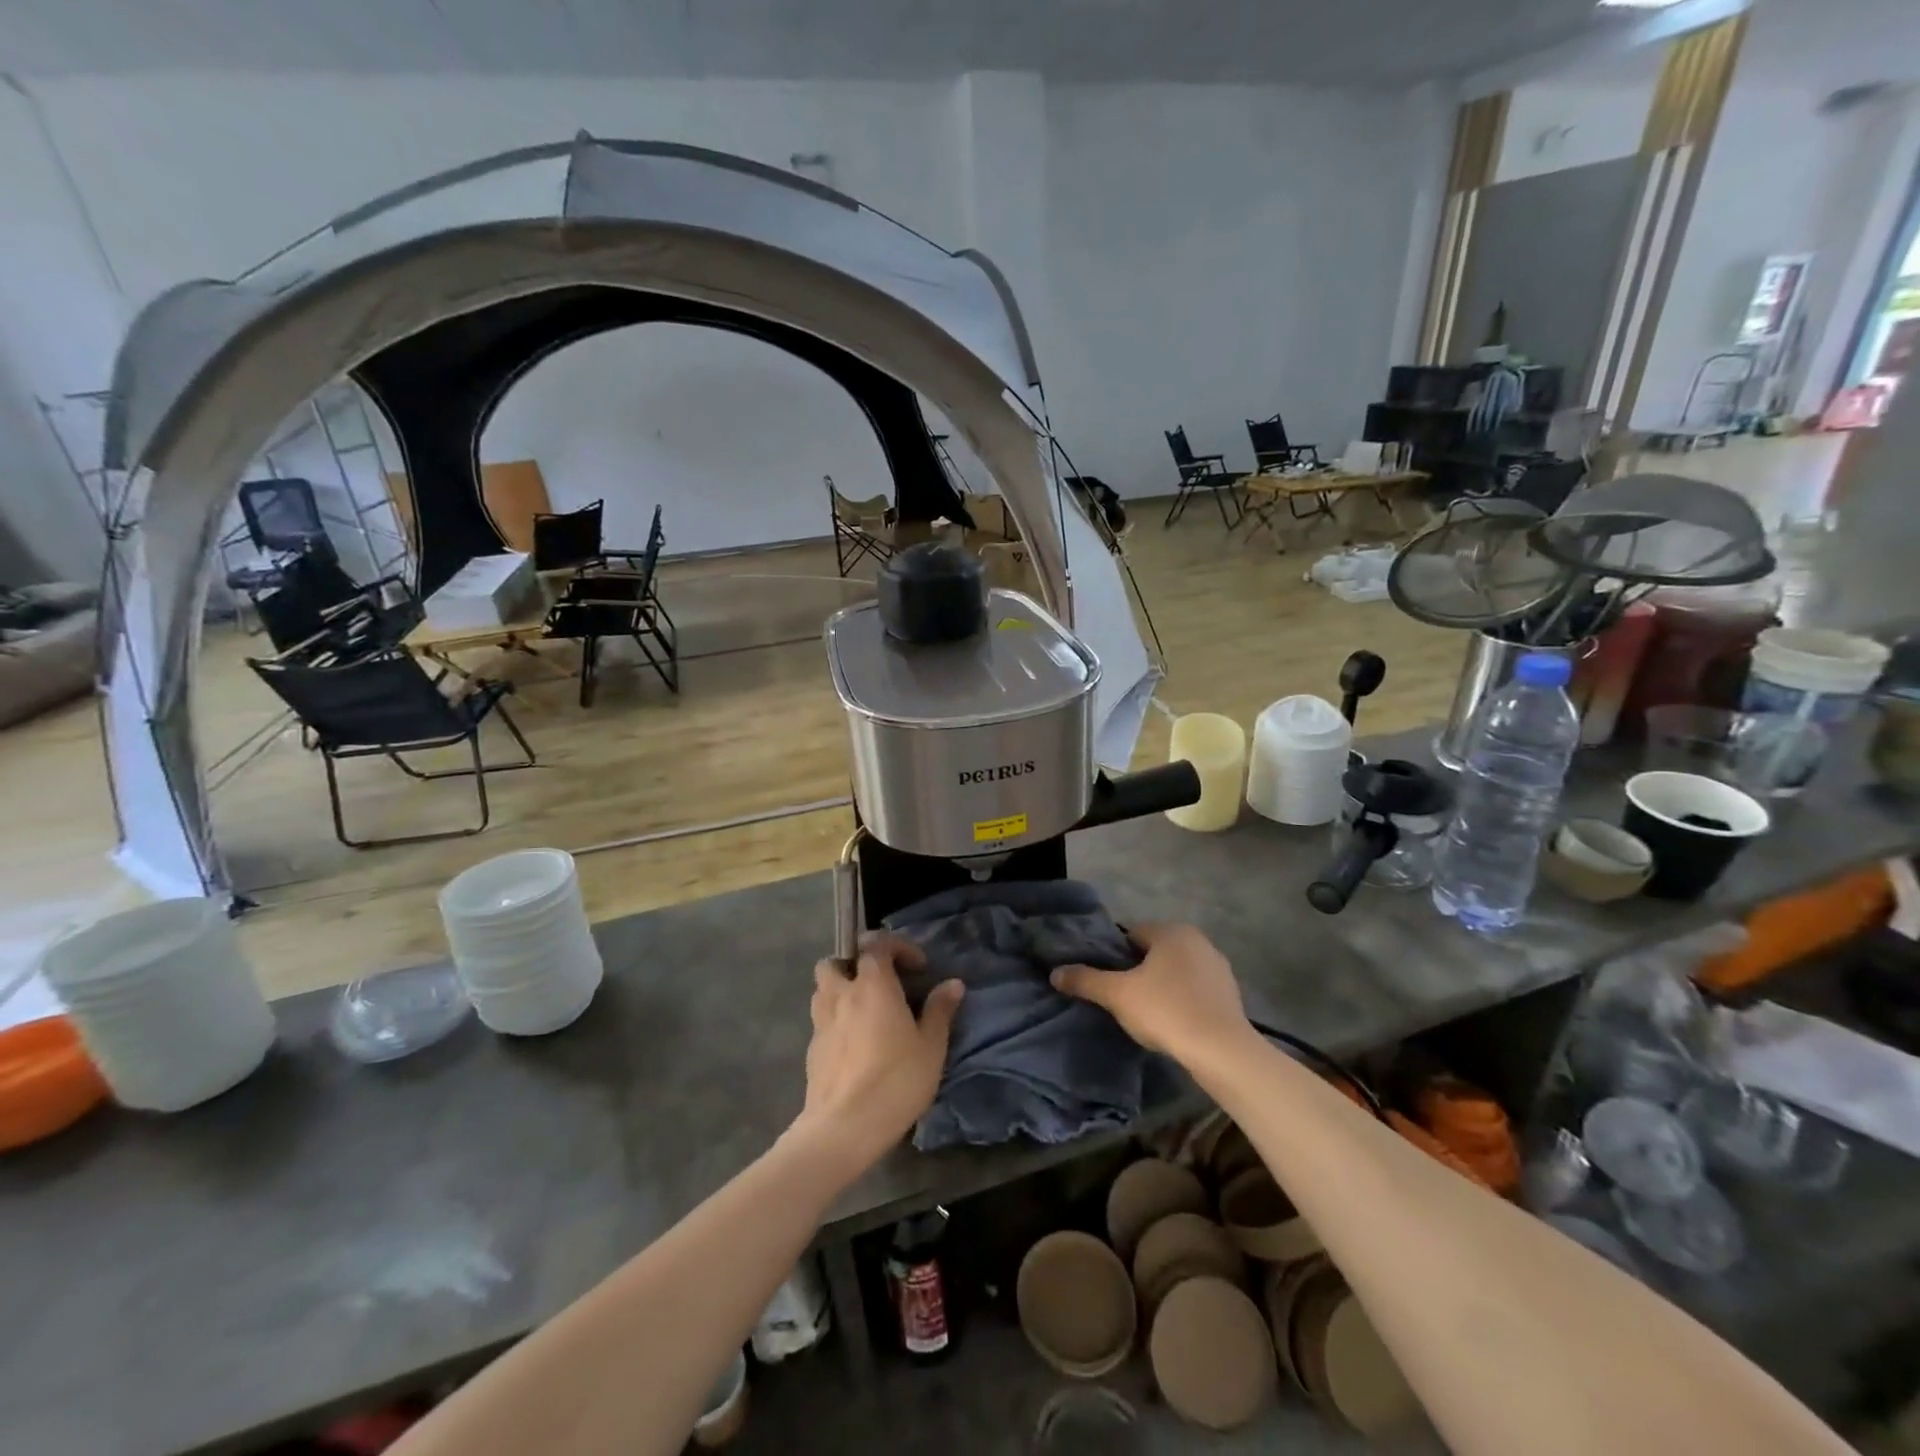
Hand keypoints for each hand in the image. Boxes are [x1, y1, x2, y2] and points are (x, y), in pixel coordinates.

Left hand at [791, 935, 963, 1179]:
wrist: (844, 1127)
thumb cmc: (895, 1080)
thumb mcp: (931, 1046)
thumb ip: (940, 1010)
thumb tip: (953, 983)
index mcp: (873, 984)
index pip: (876, 943)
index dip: (898, 947)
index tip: (918, 968)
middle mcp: (842, 994)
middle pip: (836, 961)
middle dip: (854, 964)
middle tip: (879, 985)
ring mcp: (821, 1021)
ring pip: (822, 989)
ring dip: (840, 990)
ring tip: (865, 1012)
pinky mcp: (812, 1049)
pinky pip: (822, 1020)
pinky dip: (836, 1020)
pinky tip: (855, 1045)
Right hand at [1051, 923, 1250, 1062]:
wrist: (1221, 1050)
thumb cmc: (1165, 1011)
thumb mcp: (1117, 995)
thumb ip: (1086, 980)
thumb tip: (1055, 973)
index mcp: (1171, 931)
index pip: (1132, 935)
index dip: (1116, 956)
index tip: (1108, 981)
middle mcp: (1198, 941)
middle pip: (1156, 952)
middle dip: (1140, 971)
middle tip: (1124, 999)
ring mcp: (1218, 967)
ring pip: (1177, 971)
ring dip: (1163, 986)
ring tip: (1149, 1015)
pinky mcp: (1231, 994)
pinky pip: (1196, 990)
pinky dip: (1184, 1001)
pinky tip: (1175, 1024)